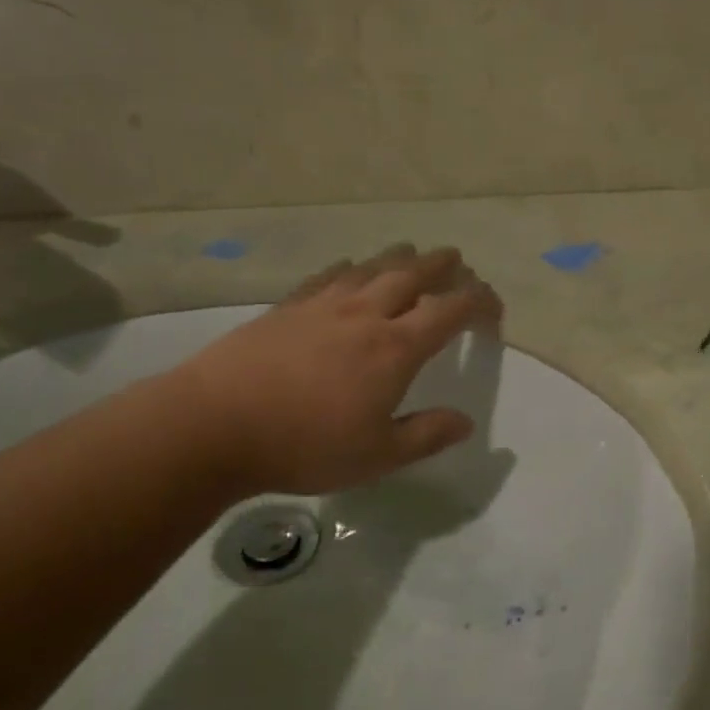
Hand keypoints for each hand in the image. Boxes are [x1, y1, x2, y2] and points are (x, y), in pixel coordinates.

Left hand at [169, 245, 502, 496]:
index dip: (478, 302)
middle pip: (413, 275)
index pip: (450, 311)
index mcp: (395, 348)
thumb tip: (465, 421)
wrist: (216, 424)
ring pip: (372, 268)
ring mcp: (323, 306)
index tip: (492, 308)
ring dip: (399, 258)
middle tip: (458, 261)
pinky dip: (350, 269)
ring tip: (412, 253)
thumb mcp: (377, 456)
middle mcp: (365, 315)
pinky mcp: (288, 307)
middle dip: (442, 266)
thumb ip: (426, 436)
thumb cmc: (305, 445)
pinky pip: (329, 276)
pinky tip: (349, 269)